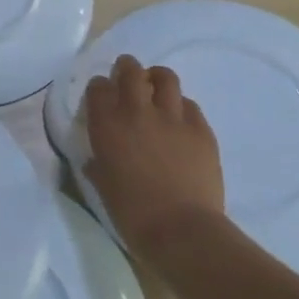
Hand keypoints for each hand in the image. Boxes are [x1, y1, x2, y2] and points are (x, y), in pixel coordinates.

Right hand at [83, 56, 224, 255]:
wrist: (181, 230)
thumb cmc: (132, 213)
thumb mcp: (102, 186)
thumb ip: (98, 164)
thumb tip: (97, 160)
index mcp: (107, 125)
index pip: (98, 87)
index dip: (99, 88)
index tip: (102, 96)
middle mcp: (137, 111)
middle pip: (131, 70)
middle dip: (126, 68)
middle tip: (128, 77)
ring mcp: (172, 117)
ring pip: (165, 77)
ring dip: (157, 78)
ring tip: (156, 88)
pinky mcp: (201, 129)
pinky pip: (190, 105)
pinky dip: (181, 107)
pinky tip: (180, 121)